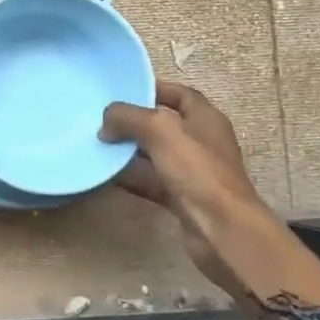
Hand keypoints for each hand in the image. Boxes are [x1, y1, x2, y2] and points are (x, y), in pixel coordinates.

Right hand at [100, 81, 277, 296]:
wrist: (221, 230)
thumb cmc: (197, 172)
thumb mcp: (160, 131)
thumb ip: (129, 117)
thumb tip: (106, 122)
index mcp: (205, 120)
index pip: (180, 94)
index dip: (154, 89)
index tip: (122, 91)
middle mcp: (201, 142)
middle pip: (163, 124)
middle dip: (133, 122)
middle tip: (102, 120)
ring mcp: (192, 172)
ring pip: (154, 154)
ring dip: (129, 151)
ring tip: (98, 146)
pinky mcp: (182, 198)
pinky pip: (151, 181)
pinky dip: (131, 177)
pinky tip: (107, 176)